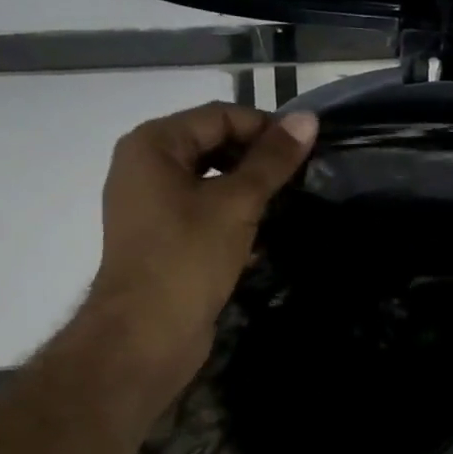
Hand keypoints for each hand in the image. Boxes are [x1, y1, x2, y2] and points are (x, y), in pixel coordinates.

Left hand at [86, 102, 317, 388]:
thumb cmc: (187, 258)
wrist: (144, 337)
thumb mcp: (237, 202)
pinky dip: (234, 214)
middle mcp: (146, 166)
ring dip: (250, 188)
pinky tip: (264, 233)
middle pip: (214, 144)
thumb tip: (307, 119)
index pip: (220, 116)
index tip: (307, 149)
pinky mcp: (163, 237)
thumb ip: (273, 160)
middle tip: (302, 175)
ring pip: (212, 180)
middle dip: (258, 158)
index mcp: (153, 145)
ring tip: (289, 201)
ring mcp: (151, 204)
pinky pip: (204, 209)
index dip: (265, 127)